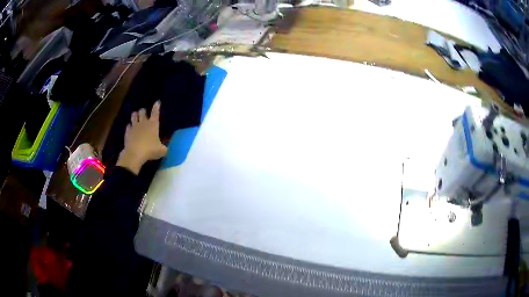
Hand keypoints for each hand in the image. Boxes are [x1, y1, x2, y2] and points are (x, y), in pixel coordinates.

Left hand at [117, 101, 167, 174]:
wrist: (135, 154)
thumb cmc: (150, 150)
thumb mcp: (162, 151)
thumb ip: (164, 148)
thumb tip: (166, 148)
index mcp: (153, 124)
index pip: (155, 112)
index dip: (157, 106)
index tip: (157, 102)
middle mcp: (143, 123)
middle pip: (142, 111)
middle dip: (143, 111)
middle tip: (144, 112)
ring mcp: (134, 127)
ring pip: (133, 116)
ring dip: (135, 115)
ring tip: (135, 115)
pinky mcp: (127, 132)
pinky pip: (128, 126)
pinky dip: (129, 126)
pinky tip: (130, 127)